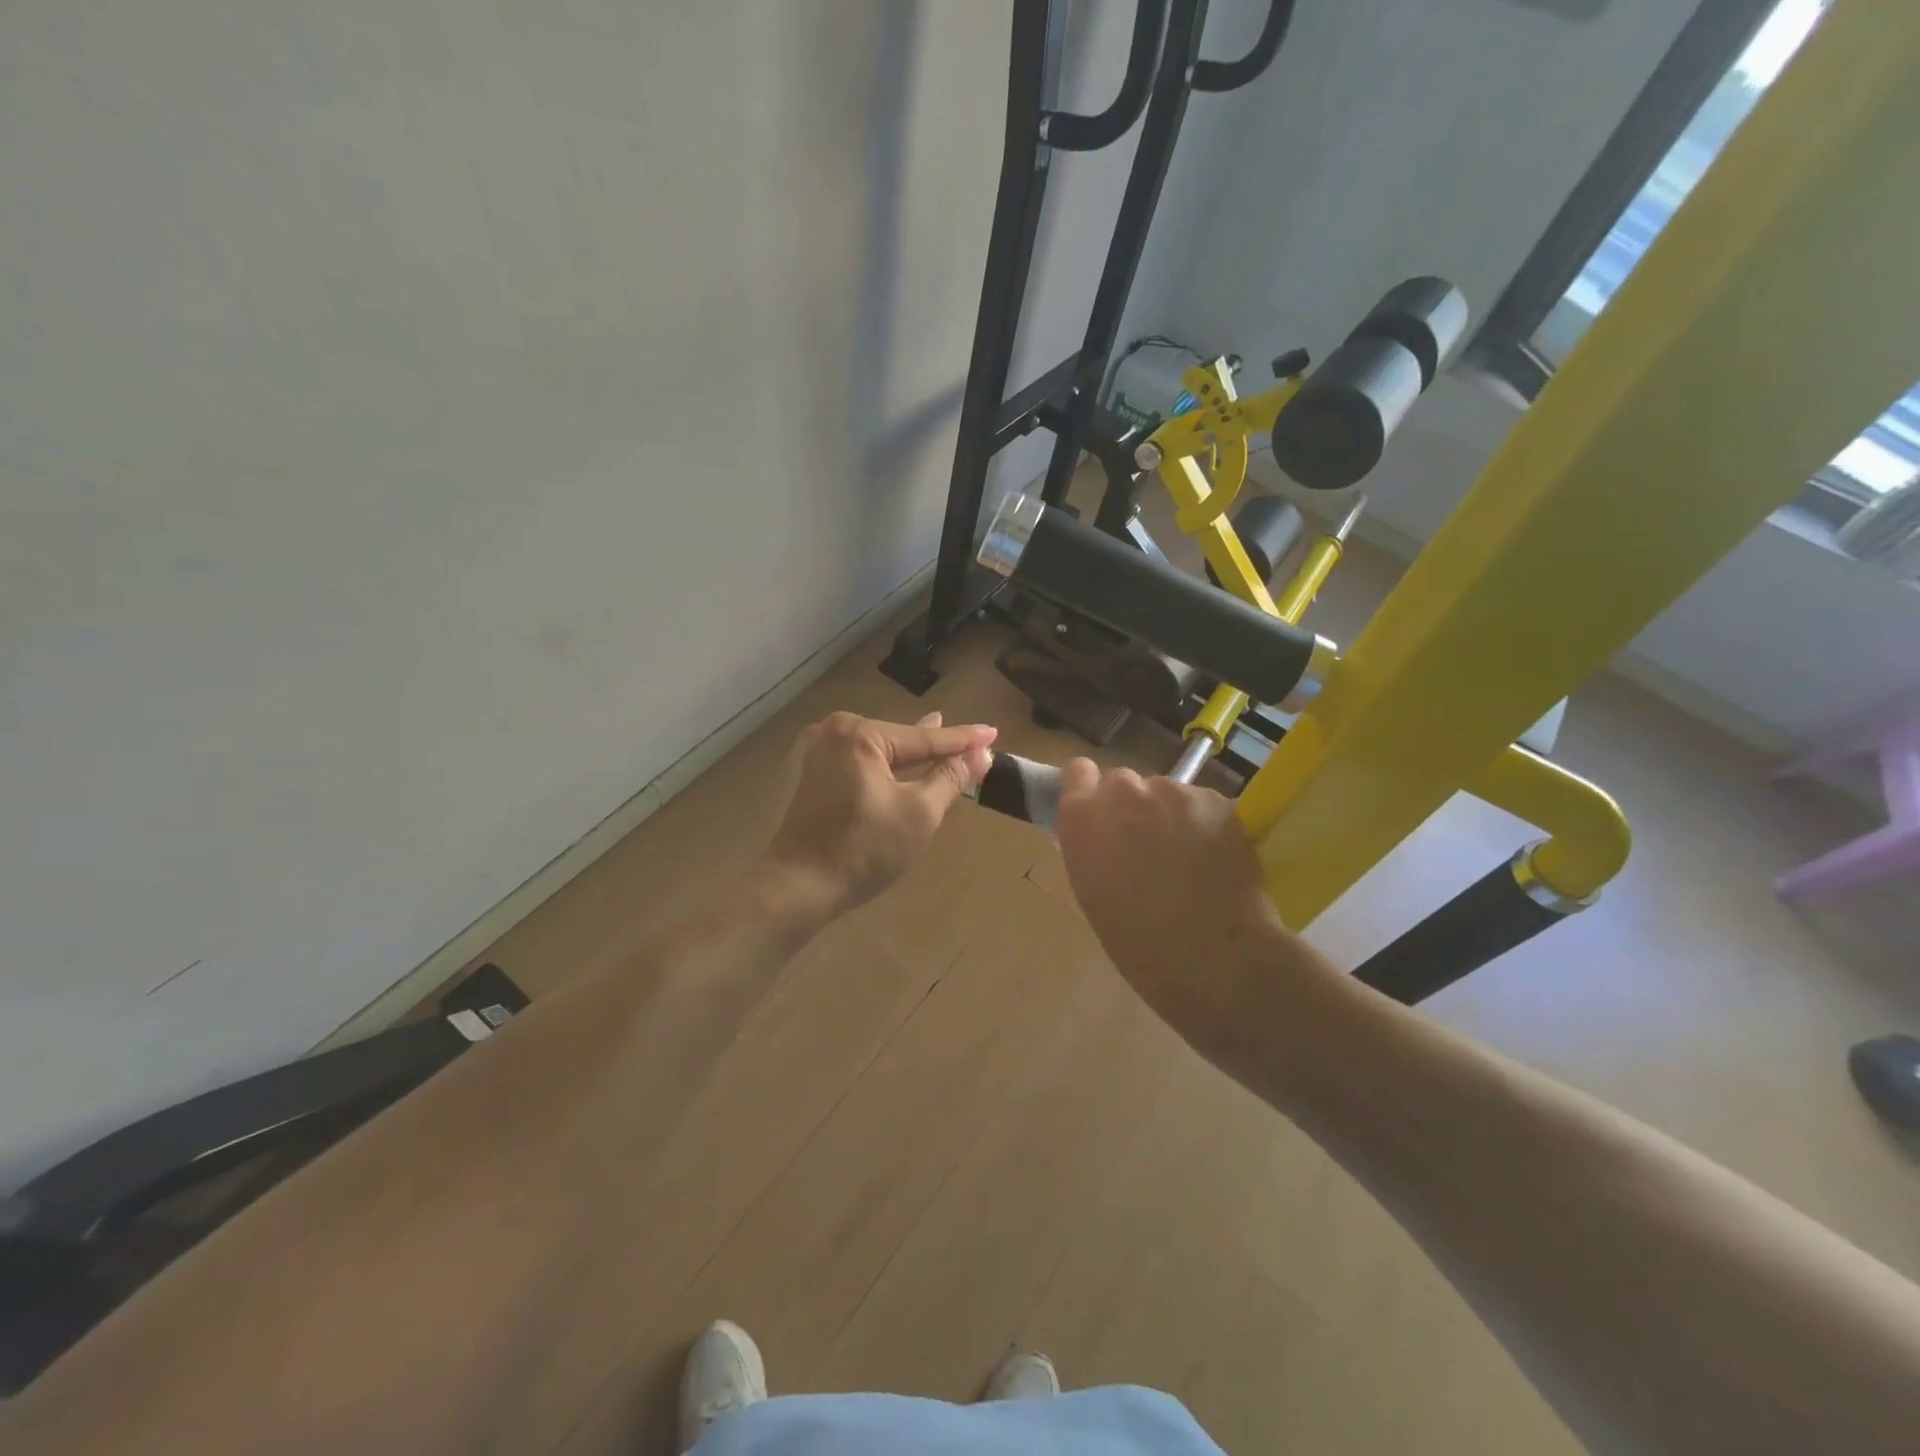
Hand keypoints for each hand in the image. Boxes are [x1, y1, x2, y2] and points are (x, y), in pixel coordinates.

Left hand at [762, 710, 995, 921]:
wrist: (798, 887)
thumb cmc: (863, 850)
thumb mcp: (919, 814)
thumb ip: (950, 777)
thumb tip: (981, 754)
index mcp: (860, 734)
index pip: (924, 738)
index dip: (963, 739)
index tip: (993, 732)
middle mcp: (834, 731)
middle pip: (900, 739)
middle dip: (935, 744)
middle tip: (973, 739)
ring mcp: (817, 752)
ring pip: (879, 750)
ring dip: (909, 754)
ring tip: (939, 738)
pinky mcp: (810, 774)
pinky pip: (859, 761)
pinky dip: (884, 765)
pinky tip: (900, 759)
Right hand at [1055, 759, 1305, 1053]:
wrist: (1218, 959)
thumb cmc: (1141, 944)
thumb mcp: (1094, 892)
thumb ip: (1092, 847)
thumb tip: (1105, 834)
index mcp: (1082, 818)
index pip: (1078, 772)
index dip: (1091, 791)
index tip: (1103, 818)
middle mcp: (1124, 792)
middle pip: (1125, 783)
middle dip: (1134, 808)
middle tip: (1150, 849)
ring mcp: (1174, 792)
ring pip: (1168, 794)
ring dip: (1173, 816)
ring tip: (1191, 861)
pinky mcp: (1217, 800)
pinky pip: (1203, 805)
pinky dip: (1207, 825)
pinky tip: (1218, 861)